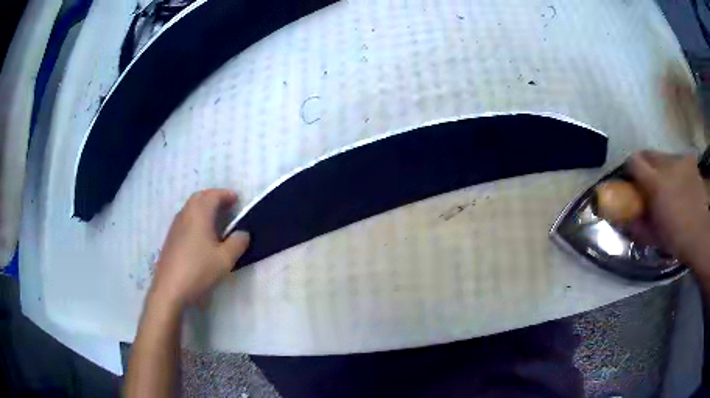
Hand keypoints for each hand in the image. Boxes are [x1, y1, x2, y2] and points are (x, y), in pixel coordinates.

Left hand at [150, 189, 249, 307]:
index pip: (213, 195)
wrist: (170, 288)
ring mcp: (175, 225)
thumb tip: (243, 233)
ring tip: (216, 218)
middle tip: (226, 205)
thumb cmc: (198, 270)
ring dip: (203, 207)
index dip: (226, 195)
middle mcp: (185, 214)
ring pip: (190, 207)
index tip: (237, 199)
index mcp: (199, 214)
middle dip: (213, 197)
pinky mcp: (171, 237)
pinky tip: (201, 234)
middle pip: (199, 197)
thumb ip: (237, 243)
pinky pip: (185, 218)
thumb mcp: (225, 259)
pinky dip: (196, 217)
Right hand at [627, 151, 709, 272]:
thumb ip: (639, 225)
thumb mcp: (654, 237)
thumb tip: (627, 219)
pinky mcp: (691, 162)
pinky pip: (679, 160)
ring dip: (663, 169)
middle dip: (646, 167)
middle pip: (649, 154)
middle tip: (650, 185)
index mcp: (655, 182)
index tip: (633, 183)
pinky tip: (682, 185)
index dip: (631, 170)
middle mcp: (667, 164)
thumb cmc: (677, 238)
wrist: (701, 236)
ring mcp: (681, 160)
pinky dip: (678, 170)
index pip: (634, 161)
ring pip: (665, 157)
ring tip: (670, 187)